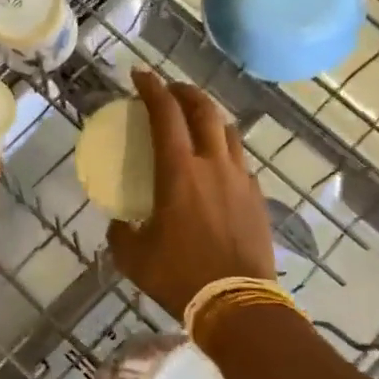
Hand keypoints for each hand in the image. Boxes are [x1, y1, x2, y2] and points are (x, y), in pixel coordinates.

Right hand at [107, 69, 277, 319]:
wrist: (236, 303)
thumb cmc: (178, 276)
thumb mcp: (133, 255)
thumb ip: (121, 231)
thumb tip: (120, 222)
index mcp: (178, 172)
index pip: (165, 114)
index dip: (151, 89)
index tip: (140, 75)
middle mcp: (213, 165)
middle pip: (204, 110)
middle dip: (185, 92)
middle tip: (169, 89)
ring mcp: (241, 179)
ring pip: (229, 131)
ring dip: (210, 116)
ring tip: (196, 120)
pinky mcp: (258, 198)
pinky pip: (241, 160)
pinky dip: (225, 149)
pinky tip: (217, 164)